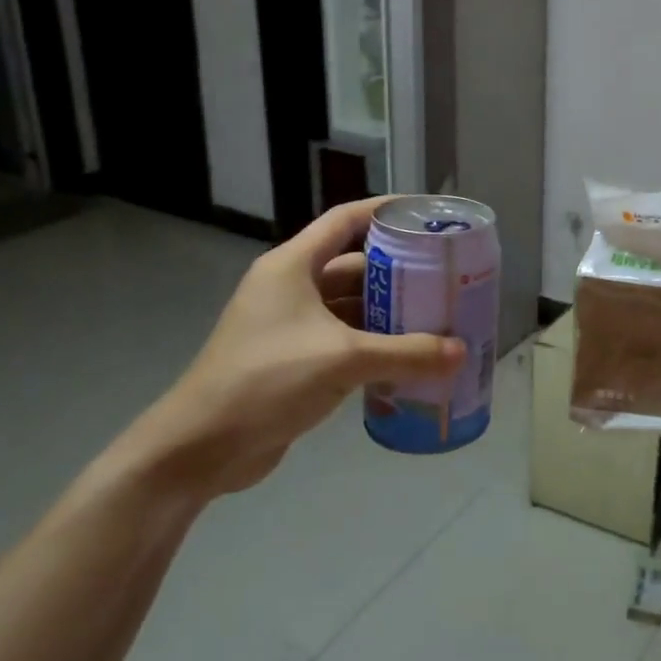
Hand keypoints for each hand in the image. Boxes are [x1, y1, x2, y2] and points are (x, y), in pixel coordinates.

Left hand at [114, 198, 465, 499]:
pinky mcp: (292, 360)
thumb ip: (406, 353)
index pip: (346, 220)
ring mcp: (289, 325)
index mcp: (292, 266)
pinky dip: (373, 344)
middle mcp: (290, 287)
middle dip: (398, 271)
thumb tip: (460, 352)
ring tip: (436, 316)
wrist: (200, 449)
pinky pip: (343, 340)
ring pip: (350, 306)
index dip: (386, 211)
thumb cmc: (267, 381)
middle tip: (444, 276)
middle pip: (353, 265)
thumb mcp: (343, 359)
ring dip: (388, 312)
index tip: (427, 215)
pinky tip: (407, 356)